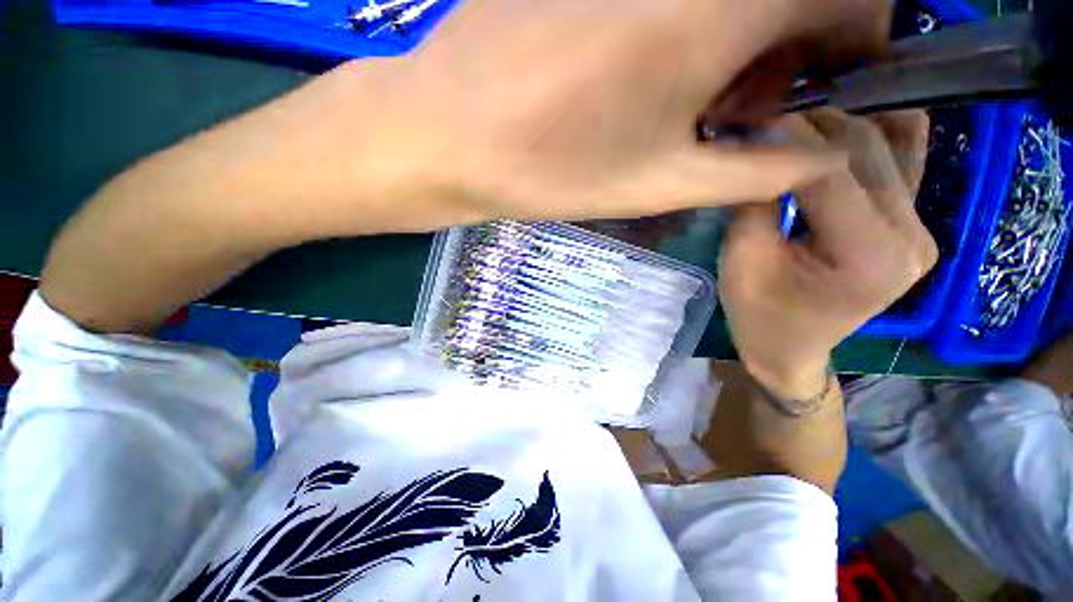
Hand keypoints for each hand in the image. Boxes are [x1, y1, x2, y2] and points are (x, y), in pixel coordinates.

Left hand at [211, 0, 891, 238]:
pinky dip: (700, 19)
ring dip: (748, 33)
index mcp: (720, 8)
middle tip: (752, 109)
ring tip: (702, 99)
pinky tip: (659, 66)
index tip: (830, 87)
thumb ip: (752, 172)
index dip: (858, 41)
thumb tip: (817, 160)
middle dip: (799, 43)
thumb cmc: (549, 168)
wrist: (452, 134)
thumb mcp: (658, 183)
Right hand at [718, 109, 936, 398]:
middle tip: (763, 119)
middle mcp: (912, 235)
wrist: (790, 350)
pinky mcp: (914, 225)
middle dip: (809, 125)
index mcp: (869, 256)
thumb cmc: (758, 316)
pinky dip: (871, 137)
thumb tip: (755, 145)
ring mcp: (922, 228)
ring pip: (890, 144)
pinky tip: (834, 135)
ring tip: (793, 126)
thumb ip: (756, 203)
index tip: (748, 118)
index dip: (785, 138)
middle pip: (866, 148)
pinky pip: (902, 161)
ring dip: (838, 125)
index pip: (830, 171)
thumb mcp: (743, 263)